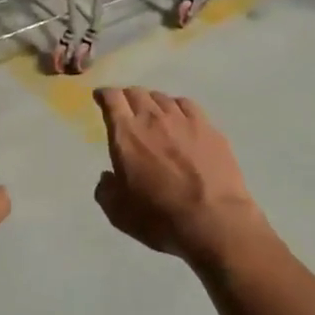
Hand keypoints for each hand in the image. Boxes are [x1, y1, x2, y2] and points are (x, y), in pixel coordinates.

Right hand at [93, 88, 269, 267]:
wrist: (213, 221)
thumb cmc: (160, 218)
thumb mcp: (119, 213)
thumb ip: (106, 190)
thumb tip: (108, 177)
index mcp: (126, 135)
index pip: (112, 99)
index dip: (104, 95)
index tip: (101, 97)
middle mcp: (153, 119)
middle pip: (137, 93)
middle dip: (127, 97)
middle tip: (126, 107)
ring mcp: (183, 120)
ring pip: (162, 97)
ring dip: (152, 102)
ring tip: (153, 113)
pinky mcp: (208, 127)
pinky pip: (187, 105)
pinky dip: (177, 107)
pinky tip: (179, 117)